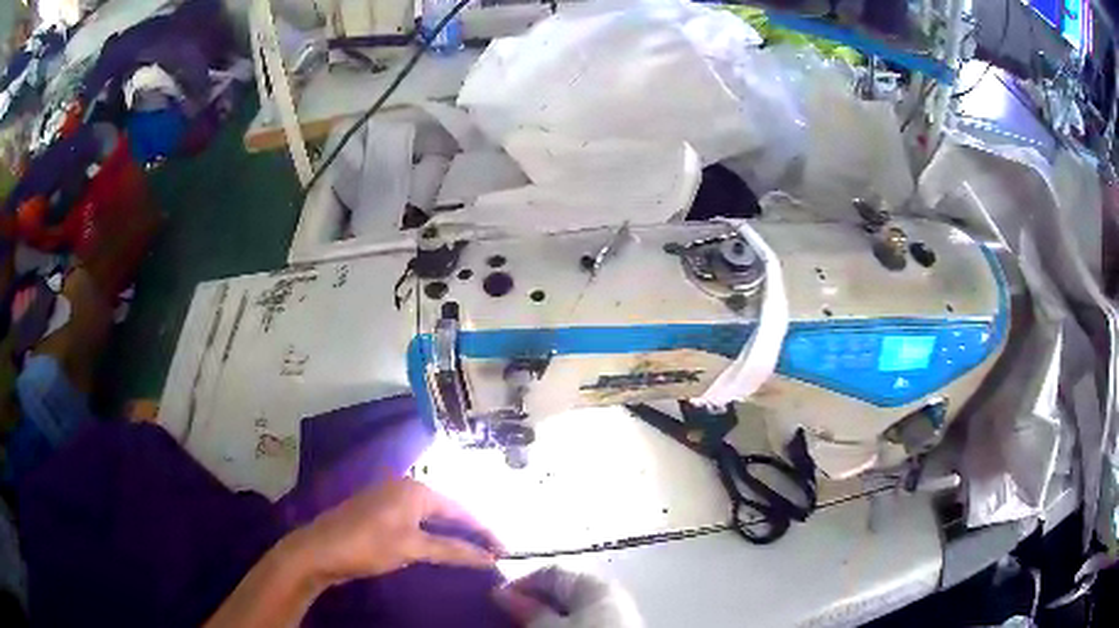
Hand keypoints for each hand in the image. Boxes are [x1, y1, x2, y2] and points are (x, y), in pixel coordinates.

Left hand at [286, 478, 503, 586]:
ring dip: (451, 534)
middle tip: (491, 553)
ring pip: (431, 516)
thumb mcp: (413, 548)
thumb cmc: (369, 545)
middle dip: (469, 532)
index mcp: (416, 489)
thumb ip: (453, 551)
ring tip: (472, 552)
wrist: (320, 549)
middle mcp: (405, 487)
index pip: (461, 510)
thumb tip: (489, 558)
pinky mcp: (379, 512)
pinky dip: (432, 534)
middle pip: (447, 511)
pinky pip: (415, 520)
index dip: (484, 531)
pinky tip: (440, 547)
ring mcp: (389, 498)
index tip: (504, 550)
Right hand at [493, 567, 643, 627]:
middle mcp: (610, 595)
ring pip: (573, 612)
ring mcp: (618, 616)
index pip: (549, 573)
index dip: (519, 585)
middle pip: (563, 593)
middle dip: (534, 604)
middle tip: (506, 618)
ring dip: (549, 620)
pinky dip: (567, 627)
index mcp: (595, 585)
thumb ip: (526, 609)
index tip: (494, 602)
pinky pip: (586, 624)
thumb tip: (501, 593)